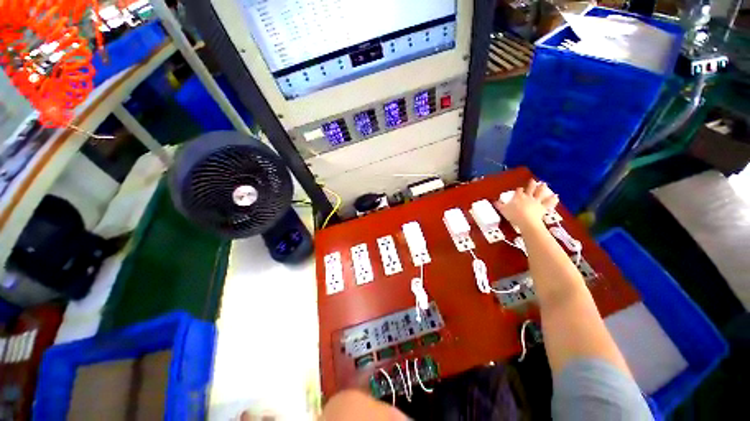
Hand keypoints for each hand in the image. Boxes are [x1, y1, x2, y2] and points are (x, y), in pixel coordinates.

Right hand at [495, 179, 558, 232]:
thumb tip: (493, 201)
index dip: (519, 190)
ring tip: (544, 184)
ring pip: (540, 193)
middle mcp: (528, 197)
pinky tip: (556, 197)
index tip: (519, 189)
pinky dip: (553, 200)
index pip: (518, 191)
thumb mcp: (503, 210)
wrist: (526, 221)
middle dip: (531, 184)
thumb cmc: (513, 215)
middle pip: (530, 189)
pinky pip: (549, 203)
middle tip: (533, 180)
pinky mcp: (542, 207)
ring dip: (542, 188)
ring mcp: (536, 201)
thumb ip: (499, 205)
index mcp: (518, 197)